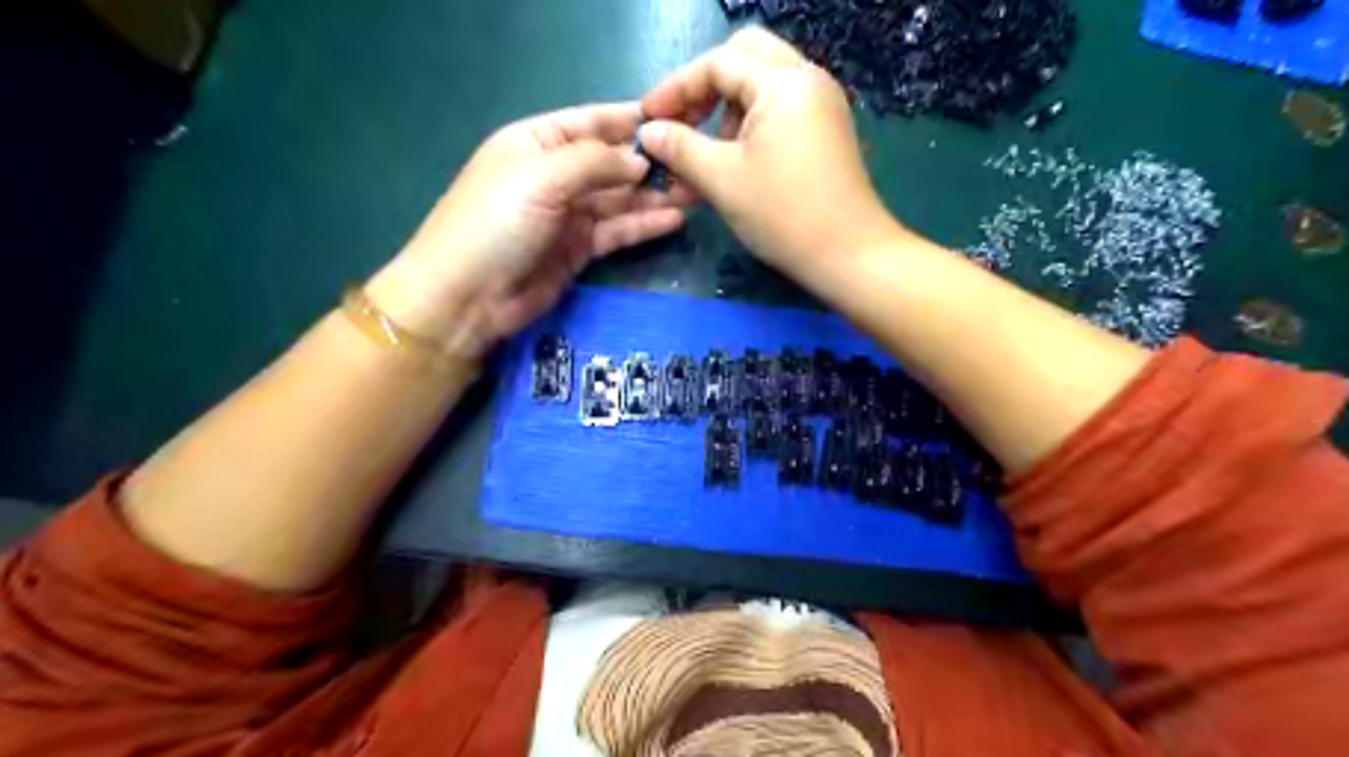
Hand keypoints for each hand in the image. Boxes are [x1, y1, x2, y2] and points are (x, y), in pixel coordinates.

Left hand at [366, 101, 685, 358]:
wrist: (468, 297)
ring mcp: (567, 215)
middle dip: (649, 163)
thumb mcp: (542, 177)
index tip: (675, 120)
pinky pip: (616, 231)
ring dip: (653, 196)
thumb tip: (639, 161)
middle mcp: (554, 175)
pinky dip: (643, 225)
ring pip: (618, 199)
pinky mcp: (578, 250)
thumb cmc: (496, 222)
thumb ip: (595, 162)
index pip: (590, 122)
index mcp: (536, 143)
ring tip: (696, 191)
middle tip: (695, 163)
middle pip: (609, 163)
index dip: (629, 120)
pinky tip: (675, 219)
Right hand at [640, 25, 899, 277]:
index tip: (648, 119)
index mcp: (783, 82)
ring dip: (728, 107)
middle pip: (745, 57)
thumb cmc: (782, 215)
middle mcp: (808, 80)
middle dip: (705, 87)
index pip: (718, 63)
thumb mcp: (721, 180)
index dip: (676, 88)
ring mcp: (822, 104)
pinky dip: (752, 122)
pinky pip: (781, 107)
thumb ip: (679, 148)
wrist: (848, 254)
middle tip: (682, 123)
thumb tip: (647, 132)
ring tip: (710, 154)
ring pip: (763, 82)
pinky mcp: (827, 130)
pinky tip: (738, 160)